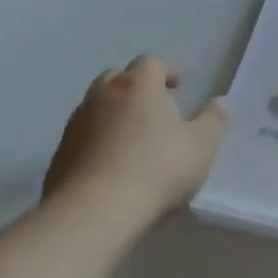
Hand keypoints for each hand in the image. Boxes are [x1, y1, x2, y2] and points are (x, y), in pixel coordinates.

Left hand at [44, 57, 227, 222]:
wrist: (93, 214)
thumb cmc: (157, 170)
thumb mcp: (202, 146)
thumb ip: (214, 120)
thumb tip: (218, 103)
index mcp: (138, 86)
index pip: (150, 63)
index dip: (166, 72)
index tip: (178, 89)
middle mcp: (103, 96)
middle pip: (118, 78)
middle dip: (136, 88)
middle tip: (154, 108)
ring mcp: (76, 125)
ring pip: (96, 106)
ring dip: (114, 114)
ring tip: (132, 139)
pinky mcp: (59, 155)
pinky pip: (83, 136)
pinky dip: (97, 141)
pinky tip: (111, 166)